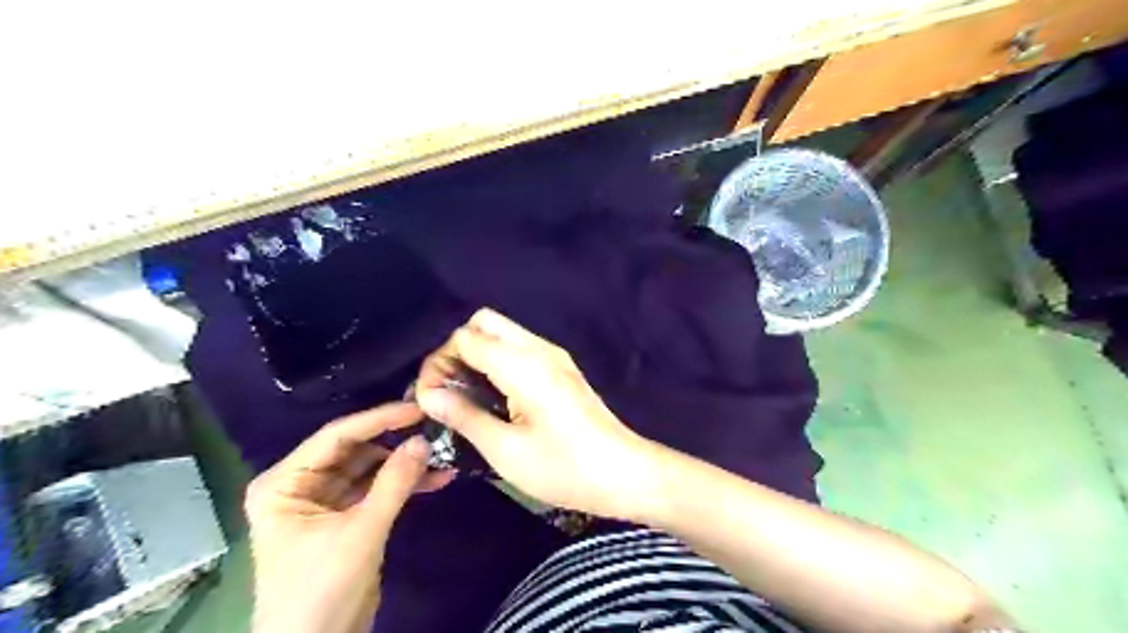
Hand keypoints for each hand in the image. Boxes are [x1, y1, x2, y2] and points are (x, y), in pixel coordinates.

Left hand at [246, 404, 450, 632]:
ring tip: (444, 456)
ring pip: (372, 468)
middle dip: (396, 443)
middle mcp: (302, 484)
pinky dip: (405, 484)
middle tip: (435, 429)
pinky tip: (437, 479)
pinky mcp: (347, 516)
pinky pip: (379, 489)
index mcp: (285, 483)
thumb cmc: (321, 590)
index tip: (418, 408)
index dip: (379, 419)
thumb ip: (393, 483)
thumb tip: (424, 440)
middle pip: (357, 450)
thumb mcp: (360, 532)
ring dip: (406, 464)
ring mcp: (326, 500)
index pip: (336, 436)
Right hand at [415, 310, 667, 520]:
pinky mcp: (562, 368)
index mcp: (524, 365)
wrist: (623, 473)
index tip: (429, 396)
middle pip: (485, 323)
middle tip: (447, 389)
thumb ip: (464, 416)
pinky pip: (519, 348)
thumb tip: (428, 396)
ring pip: (503, 333)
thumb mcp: (505, 450)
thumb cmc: (563, 467)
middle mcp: (539, 349)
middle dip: (457, 349)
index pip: (465, 338)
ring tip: (464, 394)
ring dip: (477, 353)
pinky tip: (493, 394)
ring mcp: (554, 356)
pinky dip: (497, 360)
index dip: (439, 362)